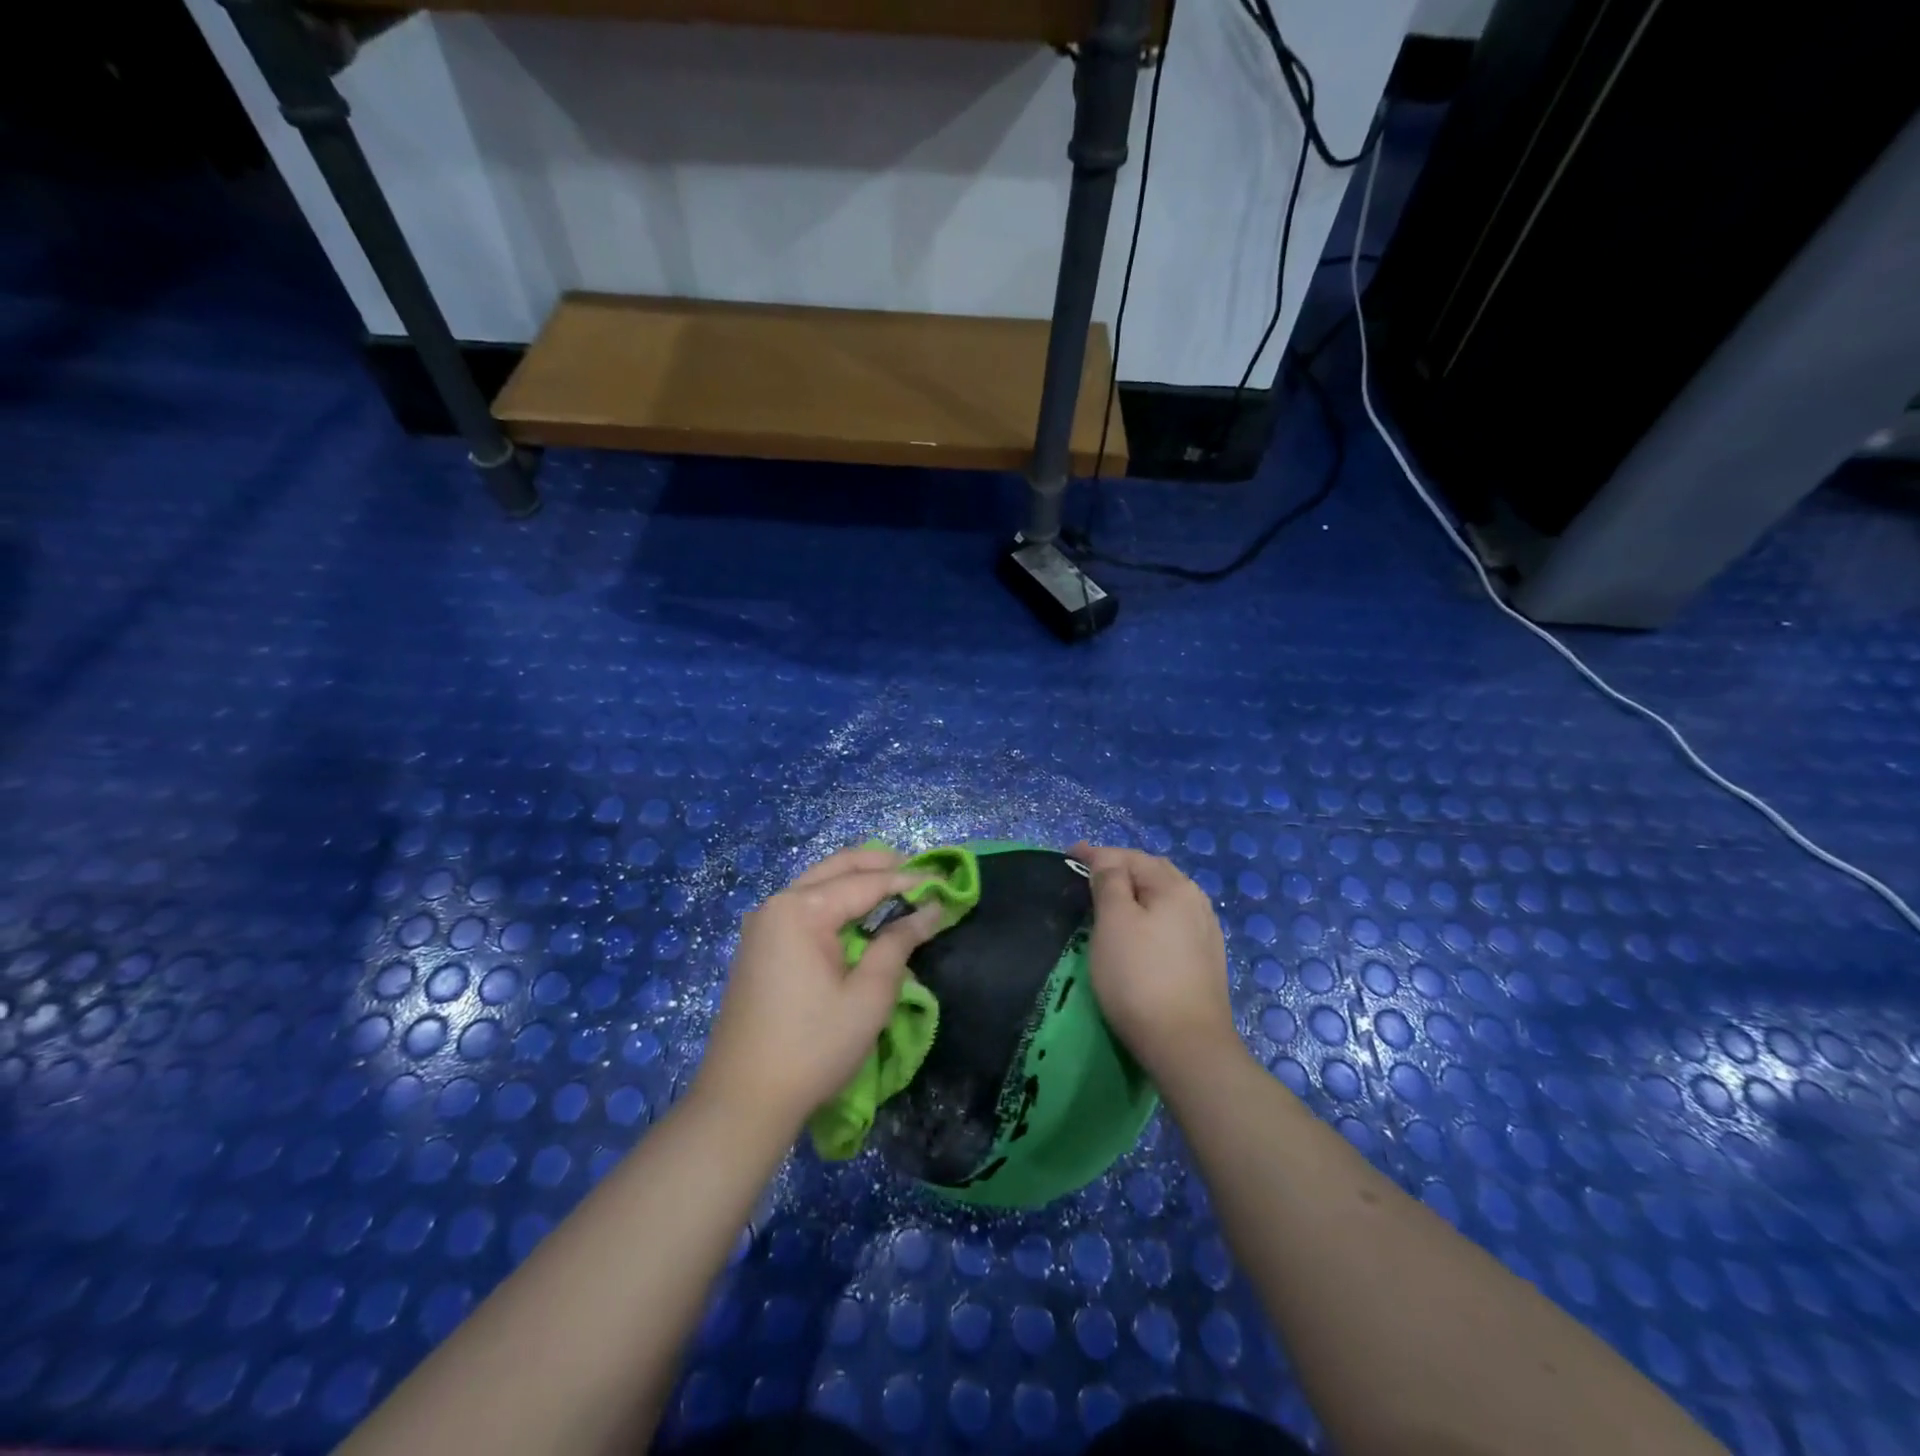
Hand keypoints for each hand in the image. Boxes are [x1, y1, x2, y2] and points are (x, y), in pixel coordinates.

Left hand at [693, 847, 942, 1134]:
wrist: (742, 1102)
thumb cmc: (813, 1047)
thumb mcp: (868, 996)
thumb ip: (899, 943)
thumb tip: (930, 910)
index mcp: (800, 910)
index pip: (865, 883)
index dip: (909, 881)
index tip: (945, 882)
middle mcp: (776, 904)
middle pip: (836, 869)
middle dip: (880, 865)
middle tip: (921, 871)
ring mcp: (762, 925)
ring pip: (818, 884)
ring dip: (857, 880)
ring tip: (898, 886)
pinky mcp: (759, 946)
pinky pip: (804, 906)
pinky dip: (836, 901)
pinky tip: (860, 914)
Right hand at [1072, 843, 1239, 1082]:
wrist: (1187, 1045)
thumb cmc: (1139, 977)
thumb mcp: (1114, 923)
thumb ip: (1109, 883)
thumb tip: (1107, 861)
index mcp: (1173, 886)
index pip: (1129, 857)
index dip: (1096, 853)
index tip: (1068, 854)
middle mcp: (1196, 901)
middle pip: (1152, 872)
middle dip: (1120, 867)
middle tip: (1088, 873)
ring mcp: (1205, 931)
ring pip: (1164, 896)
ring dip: (1137, 890)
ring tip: (1112, 896)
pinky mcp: (1206, 959)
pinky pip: (1172, 920)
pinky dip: (1151, 913)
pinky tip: (1142, 927)